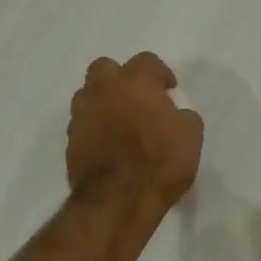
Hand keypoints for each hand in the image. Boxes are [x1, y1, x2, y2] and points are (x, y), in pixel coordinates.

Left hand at [66, 53, 203, 222]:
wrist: (117, 199)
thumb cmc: (160, 162)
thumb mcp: (190, 137)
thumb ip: (183, 117)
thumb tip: (175, 114)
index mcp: (136, 81)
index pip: (147, 61)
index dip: (159, 73)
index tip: (168, 90)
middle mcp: (103, 90)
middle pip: (105, 67)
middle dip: (120, 78)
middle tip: (136, 98)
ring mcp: (82, 114)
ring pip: (87, 94)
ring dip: (102, 101)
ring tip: (119, 121)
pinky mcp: (70, 140)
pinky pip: (82, 123)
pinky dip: (93, 127)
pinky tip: (107, 143)